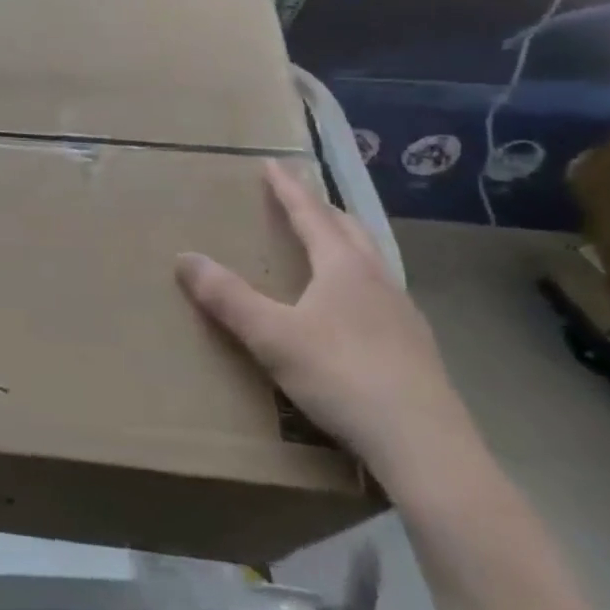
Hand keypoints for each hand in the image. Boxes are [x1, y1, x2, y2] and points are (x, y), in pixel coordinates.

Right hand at [176, 161, 474, 489]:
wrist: (425, 446)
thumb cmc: (342, 376)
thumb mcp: (272, 336)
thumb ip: (227, 297)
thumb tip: (183, 257)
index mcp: (344, 268)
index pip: (311, 215)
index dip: (288, 189)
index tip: (273, 164)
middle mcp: (377, 280)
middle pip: (349, 229)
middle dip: (322, 208)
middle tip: (301, 196)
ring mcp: (403, 313)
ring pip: (372, 260)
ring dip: (346, 241)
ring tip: (330, 241)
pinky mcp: (416, 346)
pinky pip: (382, 292)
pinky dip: (360, 278)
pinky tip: (356, 305)